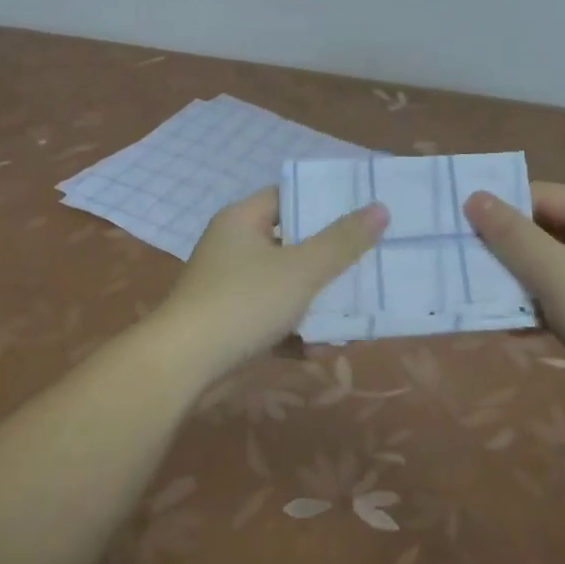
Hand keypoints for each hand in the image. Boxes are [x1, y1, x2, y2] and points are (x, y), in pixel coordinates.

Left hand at [154, 187, 387, 380]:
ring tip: (357, 315)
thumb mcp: (301, 269)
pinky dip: (298, 329)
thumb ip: (342, 241)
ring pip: (287, 284)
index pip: (289, 196)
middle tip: (372, 263)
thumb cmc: (243, 302)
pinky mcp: (234, 323)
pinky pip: (275, 317)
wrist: (185, 367)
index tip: (365, 211)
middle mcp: (235, 247)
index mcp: (243, 219)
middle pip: (293, 243)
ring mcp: (232, 287)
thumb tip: (380, 207)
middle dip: (331, 259)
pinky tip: (325, 347)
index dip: (325, 201)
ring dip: (319, 301)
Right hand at [464, 182, 564, 425]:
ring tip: (476, 295)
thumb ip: (512, 236)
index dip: (500, 209)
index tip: (459, 229)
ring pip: (549, 268)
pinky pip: (561, 299)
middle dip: (504, 249)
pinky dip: (536, 308)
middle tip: (461, 263)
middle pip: (544, 231)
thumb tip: (474, 197)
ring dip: (515, 282)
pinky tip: (509, 328)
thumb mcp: (557, 275)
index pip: (540, 196)